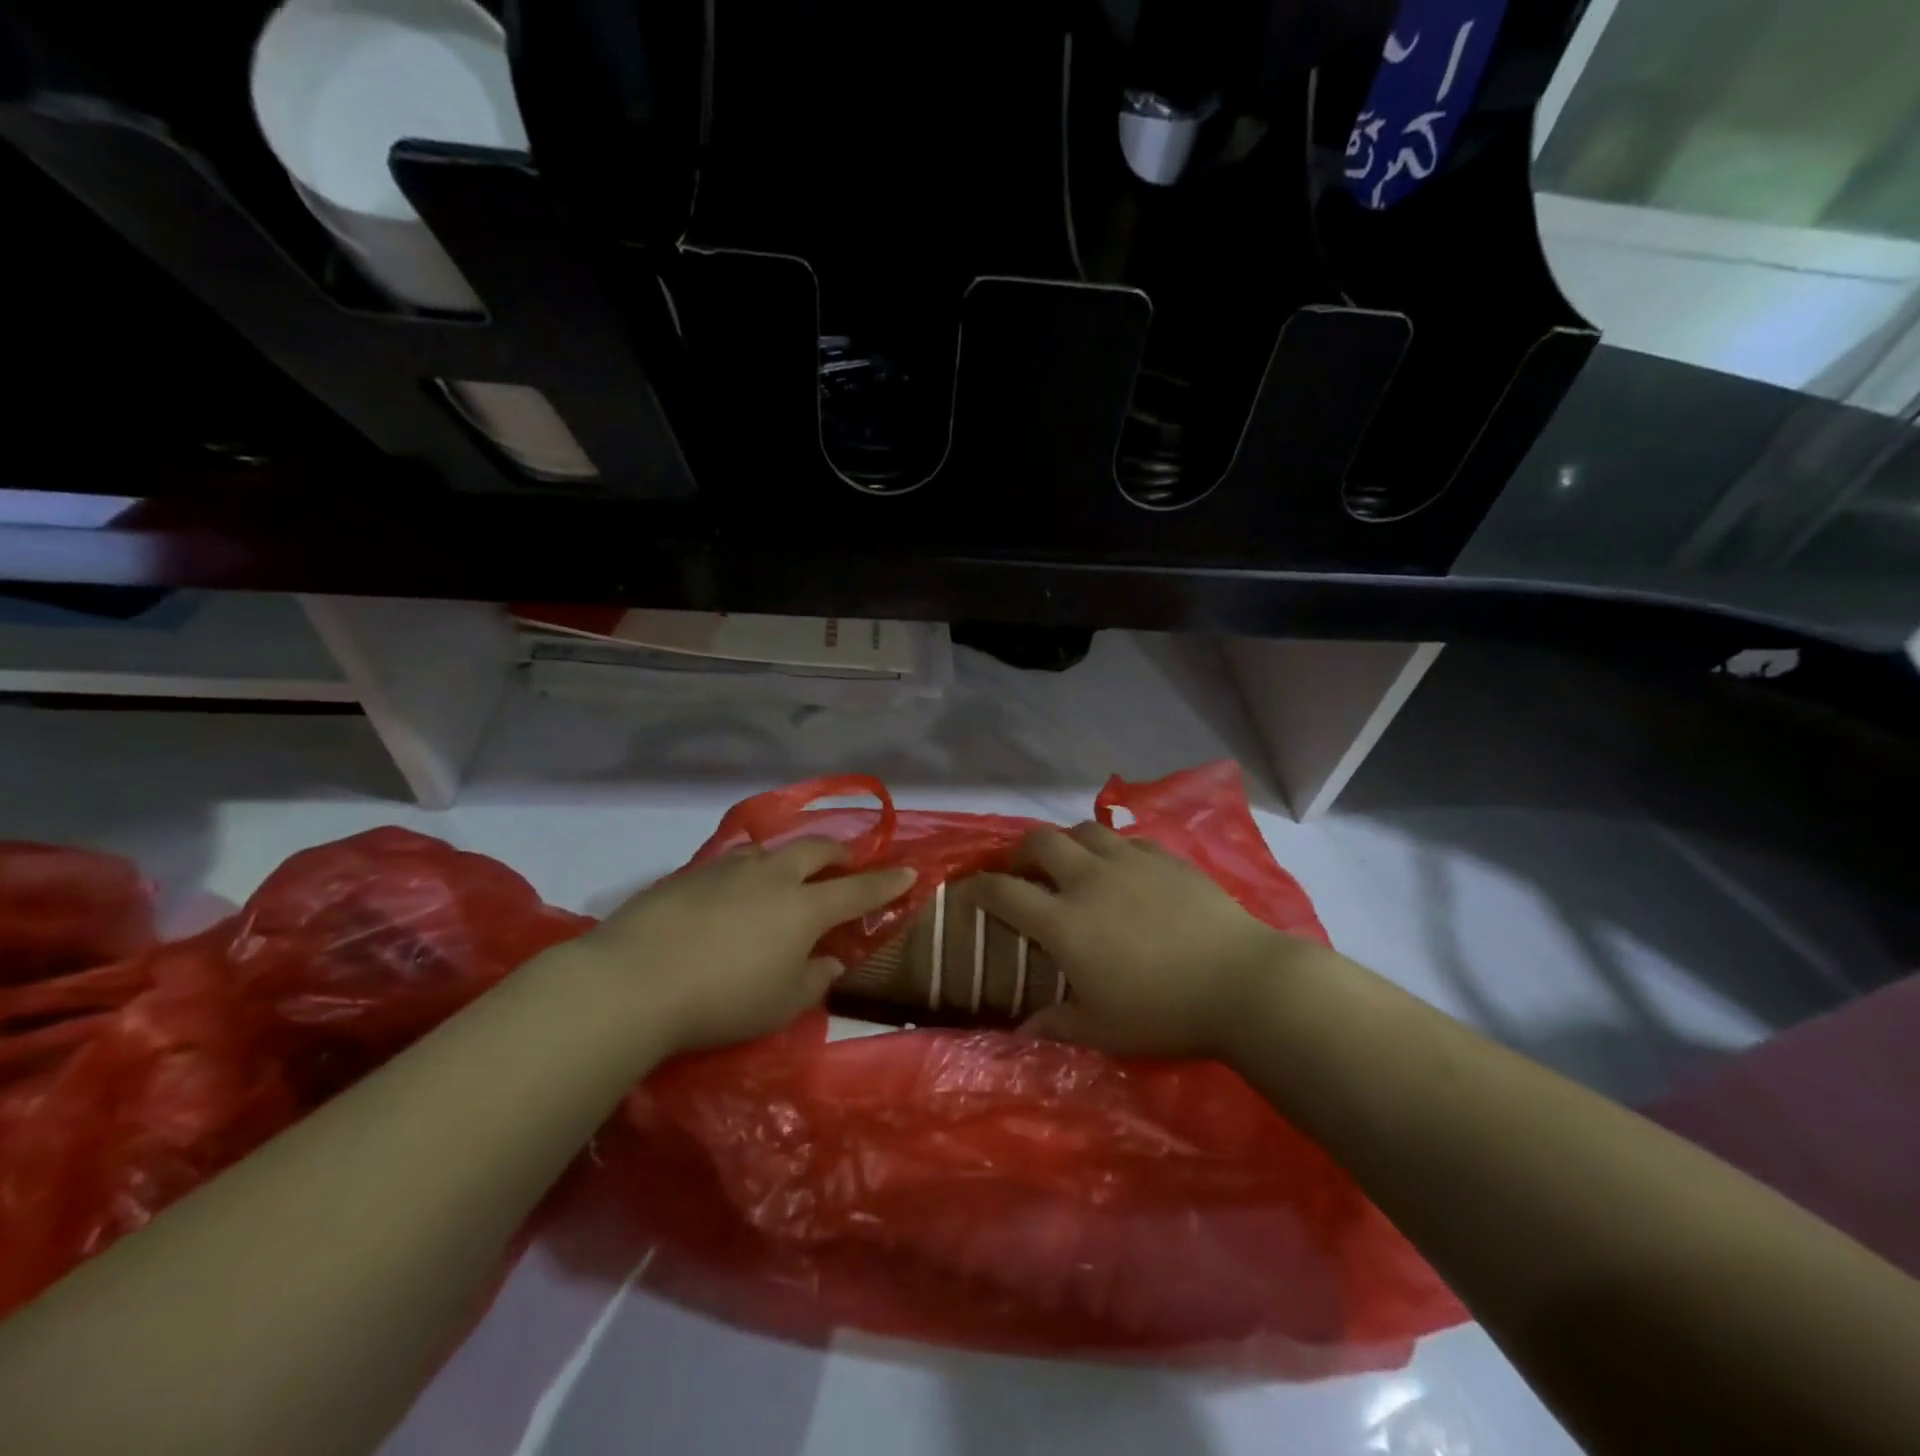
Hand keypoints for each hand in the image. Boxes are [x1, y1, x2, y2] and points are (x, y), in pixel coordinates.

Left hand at [569, 840, 914, 1054]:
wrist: (636, 980)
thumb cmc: (723, 1000)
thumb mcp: (782, 1004)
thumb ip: (815, 979)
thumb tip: (830, 959)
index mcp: (805, 907)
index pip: (859, 890)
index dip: (887, 882)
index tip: (909, 871)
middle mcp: (773, 876)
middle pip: (817, 850)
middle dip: (840, 854)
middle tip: (847, 863)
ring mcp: (729, 869)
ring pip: (772, 850)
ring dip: (791, 857)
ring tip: (789, 873)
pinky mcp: (690, 873)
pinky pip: (733, 862)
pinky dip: (750, 869)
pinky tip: (735, 889)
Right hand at [972, 823, 1319, 1059]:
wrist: (1240, 982)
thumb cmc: (1163, 1011)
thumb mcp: (1102, 1030)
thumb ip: (1056, 1025)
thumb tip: (1021, 1031)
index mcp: (1064, 920)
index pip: (1004, 892)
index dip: (978, 887)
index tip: (968, 889)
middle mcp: (1089, 879)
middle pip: (1040, 841)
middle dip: (1021, 852)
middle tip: (1023, 872)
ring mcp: (1130, 862)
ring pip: (1083, 830)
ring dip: (1068, 843)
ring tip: (1072, 865)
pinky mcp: (1166, 857)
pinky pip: (1127, 839)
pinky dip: (1112, 849)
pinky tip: (1123, 869)